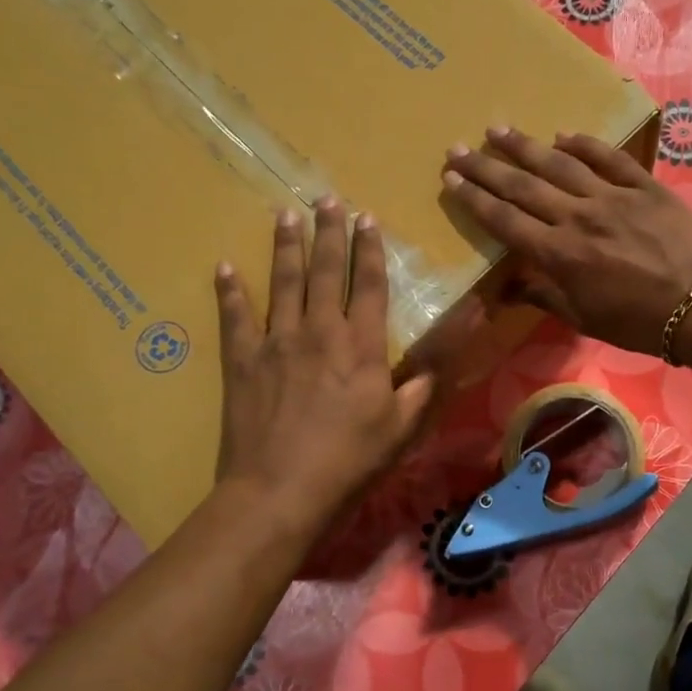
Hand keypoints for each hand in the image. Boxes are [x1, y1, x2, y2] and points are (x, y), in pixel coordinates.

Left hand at [212, 198, 434, 535]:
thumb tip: (467, 326)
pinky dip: (229, 291)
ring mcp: (276, 342)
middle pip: (325, 271)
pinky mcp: (242, 362)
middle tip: (326, 199)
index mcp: (361, 345)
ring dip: (285, 246)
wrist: (281, 491)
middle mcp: (318, 331)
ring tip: (285, 213)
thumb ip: (430, 372)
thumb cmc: (351, 460)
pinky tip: (224, 267)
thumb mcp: (404, 423)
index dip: (369, 250)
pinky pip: (234, 317)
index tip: (367, 218)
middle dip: (328, 233)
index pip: (369, 284)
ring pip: (282, 283)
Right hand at [443, 126, 691, 354]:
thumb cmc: (639, 323)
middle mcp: (578, 218)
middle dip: (486, 167)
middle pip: (522, 186)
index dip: (474, 199)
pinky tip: (562, 135)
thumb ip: (544, 297)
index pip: (505, 221)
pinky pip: (608, 158)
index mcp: (560, 255)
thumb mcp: (585, 319)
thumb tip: (507, 288)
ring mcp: (612, 197)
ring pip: (560, 164)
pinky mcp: (644, 186)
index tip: (451, 179)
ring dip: (525, 146)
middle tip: (458, 147)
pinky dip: (584, 144)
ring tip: (498, 130)